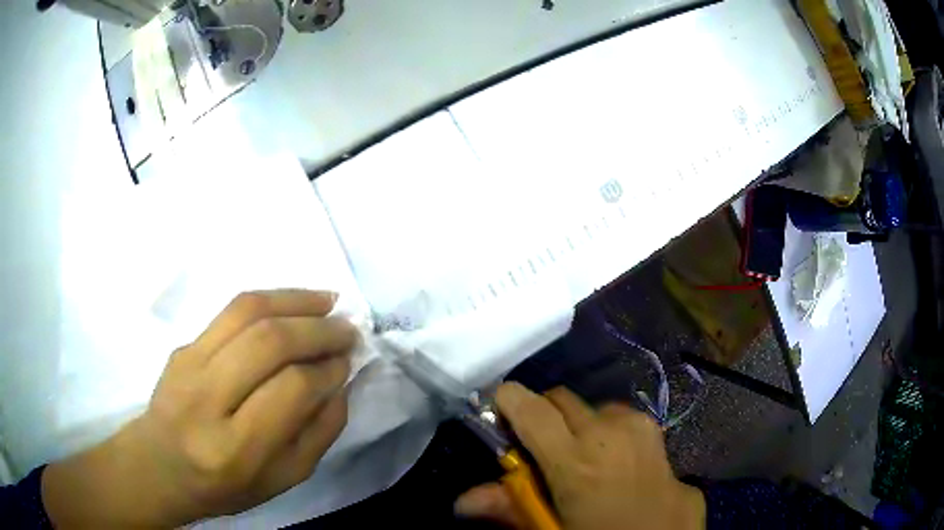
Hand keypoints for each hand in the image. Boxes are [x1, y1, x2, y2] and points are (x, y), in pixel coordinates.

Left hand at [42, 290, 358, 527]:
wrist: (160, 465)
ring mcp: (189, 364)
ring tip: (327, 302)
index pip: (291, 390)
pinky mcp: (183, 345)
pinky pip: (230, 310)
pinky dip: (270, 299)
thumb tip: (340, 382)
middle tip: (347, 328)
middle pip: (269, 342)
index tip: (347, 361)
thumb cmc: (225, 486)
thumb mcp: (283, 479)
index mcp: (236, 448)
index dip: (327, 369)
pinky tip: (293, 303)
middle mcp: (207, 399)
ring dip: (295, 299)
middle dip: (318, 329)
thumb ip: (319, 433)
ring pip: (247, 311)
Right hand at [455, 383, 704, 529]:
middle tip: (540, 451)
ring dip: (580, 426)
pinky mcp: (662, 437)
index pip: (529, 406)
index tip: (499, 415)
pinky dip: (611, 433)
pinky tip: (616, 465)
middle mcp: (610, 431)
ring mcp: (642, 430)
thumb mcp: (553, 529)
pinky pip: (625, 422)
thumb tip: (463, 500)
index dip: (508, 402)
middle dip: (543, 416)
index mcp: (576, 459)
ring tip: (582, 461)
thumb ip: (510, 508)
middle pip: (560, 399)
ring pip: (595, 408)